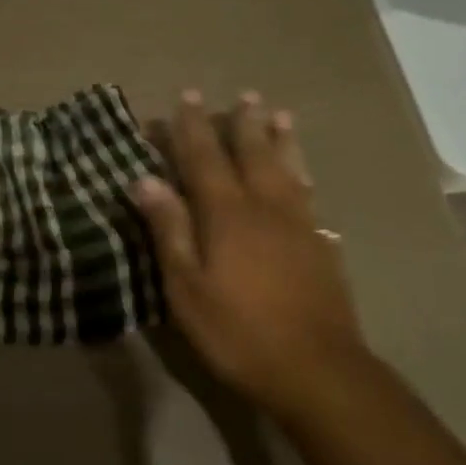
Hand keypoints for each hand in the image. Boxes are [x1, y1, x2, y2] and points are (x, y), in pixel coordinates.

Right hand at [134, 91, 362, 423]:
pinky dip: (303, 175)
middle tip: (243, 94)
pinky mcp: (321, 245)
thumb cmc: (238, 331)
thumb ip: (169, 228)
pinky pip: (309, 194)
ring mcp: (298, 224)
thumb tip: (145, 179)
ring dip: (280, 138)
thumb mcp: (187, 287)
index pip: (204, 157)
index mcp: (226, 212)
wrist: (317, 370)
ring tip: (280, 114)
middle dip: (242, 122)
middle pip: (252, 152)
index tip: (188, 96)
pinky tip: (305, 177)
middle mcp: (264, 206)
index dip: (192, 126)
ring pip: (287, 168)